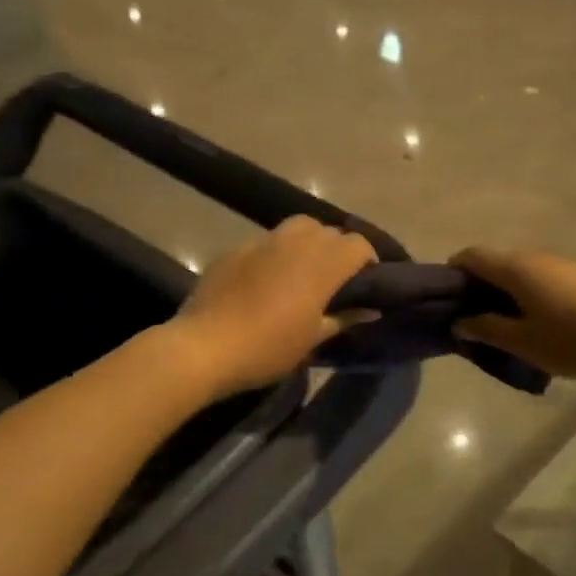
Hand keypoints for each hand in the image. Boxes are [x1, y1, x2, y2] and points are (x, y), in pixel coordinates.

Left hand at [169, 217, 377, 397]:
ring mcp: (261, 241)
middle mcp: (295, 242)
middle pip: (328, 230)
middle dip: (337, 249)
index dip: (367, 259)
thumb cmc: (268, 348)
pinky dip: (274, 254)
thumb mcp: (312, 340)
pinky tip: (264, 281)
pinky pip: (265, 243)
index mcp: (321, 264)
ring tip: (301, 273)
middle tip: (334, 280)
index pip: (358, 244)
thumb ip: (344, 318)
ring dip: (307, 243)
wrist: (204, 347)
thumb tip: (370, 309)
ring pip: (296, 227)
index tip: (366, 282)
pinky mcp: (234, 249)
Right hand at [450, 247, 575, 380]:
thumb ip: (487, 330)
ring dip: (503, 293)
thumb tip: (460, 322)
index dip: (452, 272)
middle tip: (470, 319)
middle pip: (495, 263)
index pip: (470, 256)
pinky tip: (533, 325)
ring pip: (519, 272)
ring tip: (501, 327)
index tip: (445, 300)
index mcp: (515, 268)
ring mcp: (561, 266)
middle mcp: (535, 258)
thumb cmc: (573, 338)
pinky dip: (526, 296)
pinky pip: (540, 280)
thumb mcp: (523, 341)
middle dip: (477, 287)